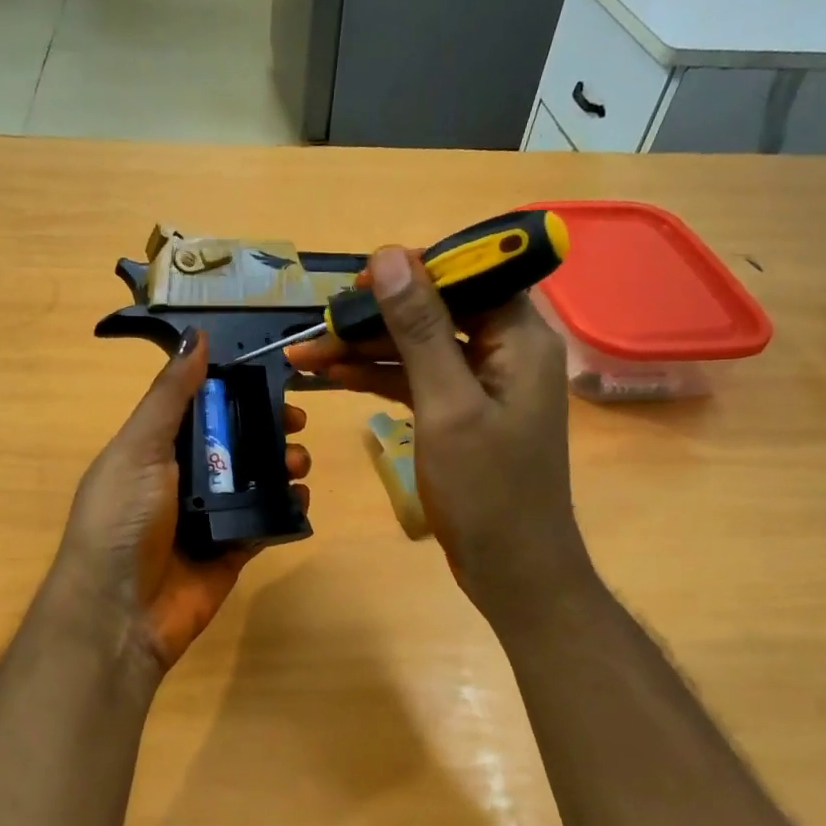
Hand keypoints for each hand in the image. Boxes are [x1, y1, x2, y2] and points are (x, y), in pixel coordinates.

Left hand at [54, 330, 310, 672]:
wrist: (120, 613)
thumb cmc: (123, 520)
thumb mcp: (140, 448)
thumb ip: (170, 395)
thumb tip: (196, 337)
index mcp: (154, 449)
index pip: (201, 408)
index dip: (236, 391)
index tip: (273, 380)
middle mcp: (182, 479)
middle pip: (235, 442)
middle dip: (268, 428)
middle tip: (297, 424)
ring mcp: (209, 518)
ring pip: (256, 480)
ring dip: (283, 465)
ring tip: (299, 463)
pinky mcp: (232, 552)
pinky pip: (266, 522)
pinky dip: (287, 508)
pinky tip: (301, 498)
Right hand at [286, 247, 588, 622]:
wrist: (512, 568)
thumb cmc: (486, 489)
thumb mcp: (447, 404)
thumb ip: (420, 329)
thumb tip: (390, 257)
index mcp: (520, 337)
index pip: (468, 274)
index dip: (412, 271)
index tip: (357, 283)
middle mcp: (506, 350)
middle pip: (435, 311)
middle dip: (375, 317)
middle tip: (317, 324)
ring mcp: (482, 384)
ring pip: (418, 347)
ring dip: (365, 350)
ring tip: (305, 354)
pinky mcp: (462, 413)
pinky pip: (417, 380)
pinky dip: (378, 379)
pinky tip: (332, 377)